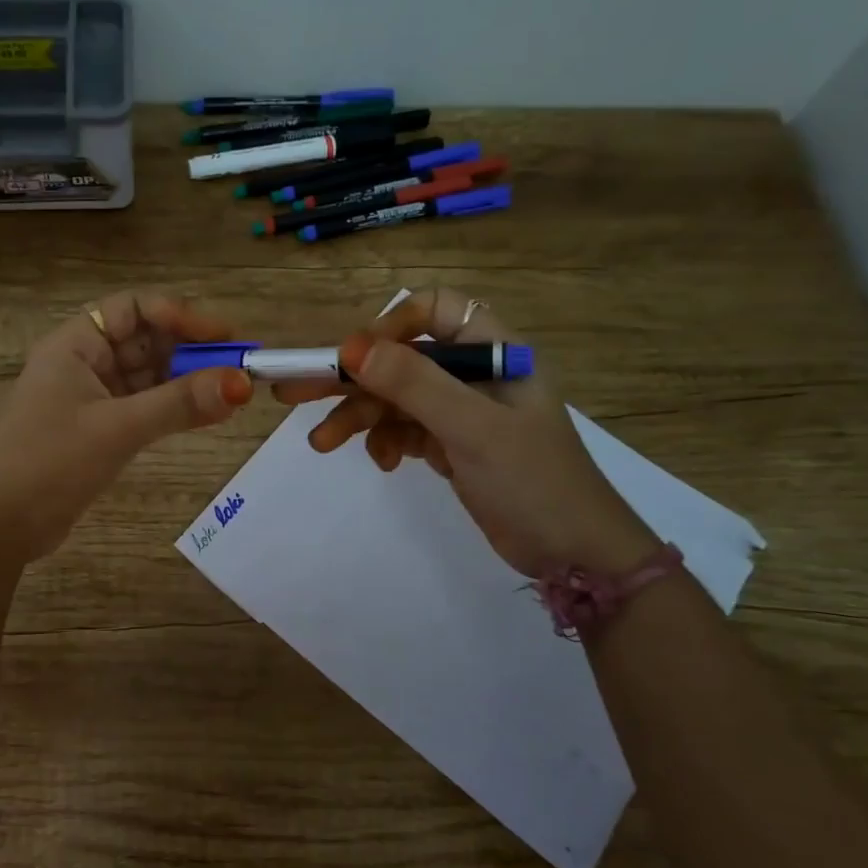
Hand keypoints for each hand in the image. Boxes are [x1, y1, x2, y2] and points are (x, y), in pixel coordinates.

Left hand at [0, 289, 253, 561]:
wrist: (1, 526)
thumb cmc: (50, 463)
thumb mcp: (118, 429)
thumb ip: (179, 404)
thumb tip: (242, 383)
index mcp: (75, 344)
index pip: (133, 308)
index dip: (179, 315)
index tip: (222, 336)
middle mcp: (84, 362)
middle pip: (145, 340)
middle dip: (190, 350)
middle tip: (238, 367)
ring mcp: (91, 396)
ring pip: (148, 375)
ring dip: (186, 381)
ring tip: (232, 392)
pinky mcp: (99, 427)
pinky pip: (144, 404)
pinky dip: (173, 407)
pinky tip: (207, 413)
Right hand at [275, 287, 656, 576]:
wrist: (575, 555)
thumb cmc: (533, 480)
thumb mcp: (472, 428)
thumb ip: (413, 384)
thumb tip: (350, 348)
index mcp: (493, 351)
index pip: (433, 312)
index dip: (390, 326)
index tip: (353, 358)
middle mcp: (474, 373)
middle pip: (400, 359)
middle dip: (350, 377)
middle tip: (292, 391)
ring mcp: (461, 411)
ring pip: (395, 398)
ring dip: (358, 417)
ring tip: (321, 443)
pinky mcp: (452, 444)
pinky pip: (404, 429)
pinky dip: (385, 441)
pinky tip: (384, 463)